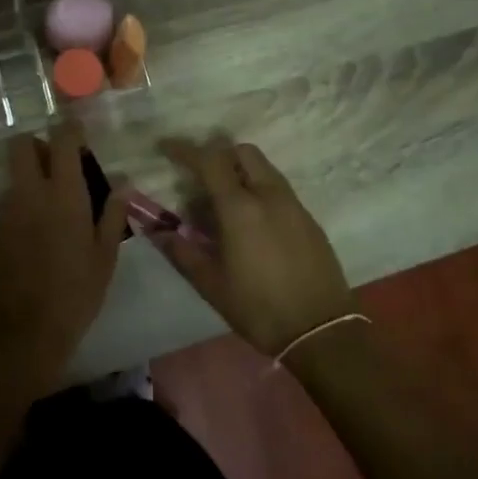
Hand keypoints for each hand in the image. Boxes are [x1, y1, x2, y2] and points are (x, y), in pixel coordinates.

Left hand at [0, 122, 128, 394]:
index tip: (80, 133)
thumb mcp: (105, 257)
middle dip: (40, 145)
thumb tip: (122, 183)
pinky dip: (24, 206)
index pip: (62, 141)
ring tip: (57, 208)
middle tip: (62, 166)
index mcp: (63, 195)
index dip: (70, 130)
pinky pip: (9, 204)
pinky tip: (40, 237)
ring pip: (15, 176)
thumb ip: (112, 214)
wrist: (21, 334)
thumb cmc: (74, 295)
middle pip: (22, 146)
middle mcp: (29, 194)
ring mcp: (6, 213)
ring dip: (33, 178)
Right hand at [153, 138, 356, 356]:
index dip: (185, 150)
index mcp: (241, 208)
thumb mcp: (212, 285)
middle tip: (198, 175)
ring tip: (222, 200)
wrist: (321, 331)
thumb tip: (156, 230)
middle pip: (242, 152)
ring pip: (264, 168)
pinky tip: (250, 221)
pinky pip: (278, 188)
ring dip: (240, 170)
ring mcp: (294, 205)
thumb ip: (182, 252)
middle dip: (218, 154)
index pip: (210, 161)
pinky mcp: (309, 219)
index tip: (166, 148)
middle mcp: (269, 195)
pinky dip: (258, 188)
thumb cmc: (259, 308)